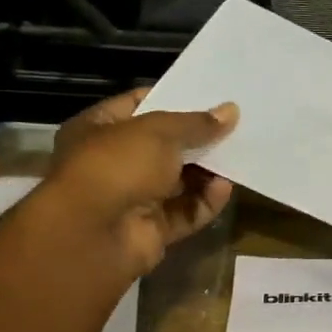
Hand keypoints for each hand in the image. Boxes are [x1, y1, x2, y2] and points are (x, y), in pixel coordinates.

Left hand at [46, 89, 237, 278]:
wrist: (94, 235)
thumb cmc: (117, 166)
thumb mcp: (159, 132)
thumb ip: (197, 123)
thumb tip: (231, 111)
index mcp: (98, 129)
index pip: (138, 105)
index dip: (172, 98)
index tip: (210, 96)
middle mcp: (113, 163)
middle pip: (163, 147)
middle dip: (197, 139)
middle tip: (235, 127)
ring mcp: (132, 199)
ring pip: (178, 182)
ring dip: (206, 171)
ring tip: (238, 157)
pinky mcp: (151, 230)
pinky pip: (185, 212)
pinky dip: (205, 202)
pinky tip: (224, 188)